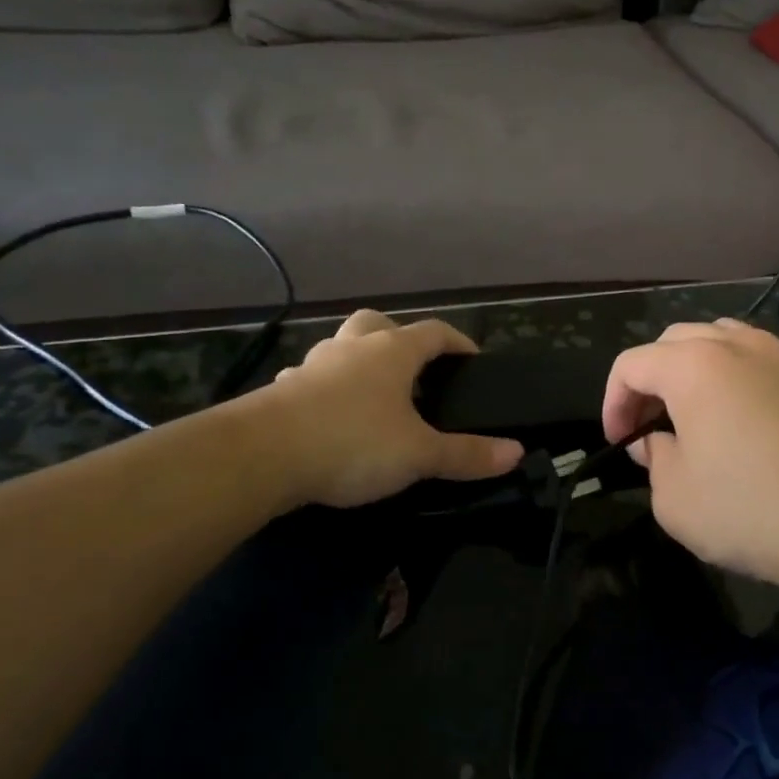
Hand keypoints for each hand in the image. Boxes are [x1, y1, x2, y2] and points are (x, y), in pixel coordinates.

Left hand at [265, 310, 524, 508]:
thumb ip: (467, 454)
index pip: (435, 331)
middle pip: (379, 323)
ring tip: (374, 397)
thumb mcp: (419, 454)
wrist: (261, 454)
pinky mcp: (283, 390)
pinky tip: (329, 417)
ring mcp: (313, 365)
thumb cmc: (353, 442)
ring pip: (341, 348)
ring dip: (360, 362)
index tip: (473, 361)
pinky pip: (312, 378)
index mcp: (392, 352)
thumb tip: (516, 452)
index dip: (458, 342)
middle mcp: (352, 348)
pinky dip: (326, 389)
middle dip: (401, 338)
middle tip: (416, 371)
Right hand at [602, 320, 778, 603]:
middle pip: (672, 343)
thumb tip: (658, 442)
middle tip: (648, 427)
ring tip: (690, 416)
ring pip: (717, 341)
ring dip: (690, 371)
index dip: (613, 403)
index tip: (619, 444)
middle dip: (649, 381)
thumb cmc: (751, 511)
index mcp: (692, 365)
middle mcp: (735, 345)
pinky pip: (755, 361)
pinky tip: (738, 422)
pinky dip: (731, 378)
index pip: (631, 365)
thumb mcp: (674, 498)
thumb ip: (653, 460)